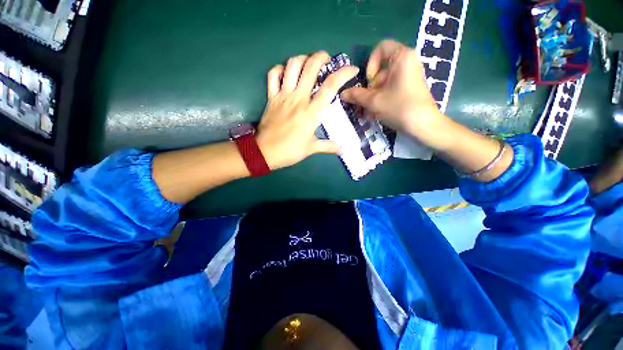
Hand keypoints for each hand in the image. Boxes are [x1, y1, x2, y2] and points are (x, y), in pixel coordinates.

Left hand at [257, 51, 358, 169]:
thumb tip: (342, 151)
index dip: (343, 74)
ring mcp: (283, 95)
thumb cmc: (290, 151)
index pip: (330, 87)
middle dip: (322, 57)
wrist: (264, 152)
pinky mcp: (271, 97)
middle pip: (311, 67)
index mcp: (312, 112)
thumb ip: (328, 146)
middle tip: (326, 60)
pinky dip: (280, 69)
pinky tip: (287, 73)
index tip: (352, 69)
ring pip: (292, 66)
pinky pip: (273, 75)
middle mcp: (299, 98)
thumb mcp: (311, 149)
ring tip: (308, 63)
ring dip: (303, 59)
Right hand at [341, 39, 444, 147]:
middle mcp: (407, 62)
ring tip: (368, 113)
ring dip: (373, 98)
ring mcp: (409, 77)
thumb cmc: (399, 107)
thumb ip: (356, 95)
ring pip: (384, 83)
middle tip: (365, 103)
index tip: (368, 82)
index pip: (381, 48)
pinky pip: (391, 90)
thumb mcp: (374, 101)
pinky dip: (381, 99)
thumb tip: (342, 94)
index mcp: (402, 57)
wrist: (423, 125)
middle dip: (370, 88)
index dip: (370, 64)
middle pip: (381, 70)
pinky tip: (375, 114)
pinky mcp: (409, 88)